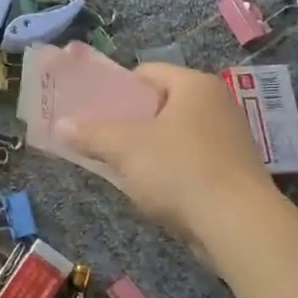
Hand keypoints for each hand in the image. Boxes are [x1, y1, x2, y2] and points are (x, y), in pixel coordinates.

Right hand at [58, 64, 280, 258]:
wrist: (238, 225)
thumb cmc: (179, 170)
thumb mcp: (125, 148)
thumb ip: (90, 134)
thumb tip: (59, 125)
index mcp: (195, 85)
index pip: (146, 72)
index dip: (116, 89)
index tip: (94, 112)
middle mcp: (217, 104)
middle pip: (160, 104)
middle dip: (129, 122)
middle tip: (101, 139)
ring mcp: (229, 139)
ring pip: (174, 135)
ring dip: (146, 149)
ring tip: (120, 167)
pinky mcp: (233, 172)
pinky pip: (189, 160)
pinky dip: (168, 170)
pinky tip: (151, 189)